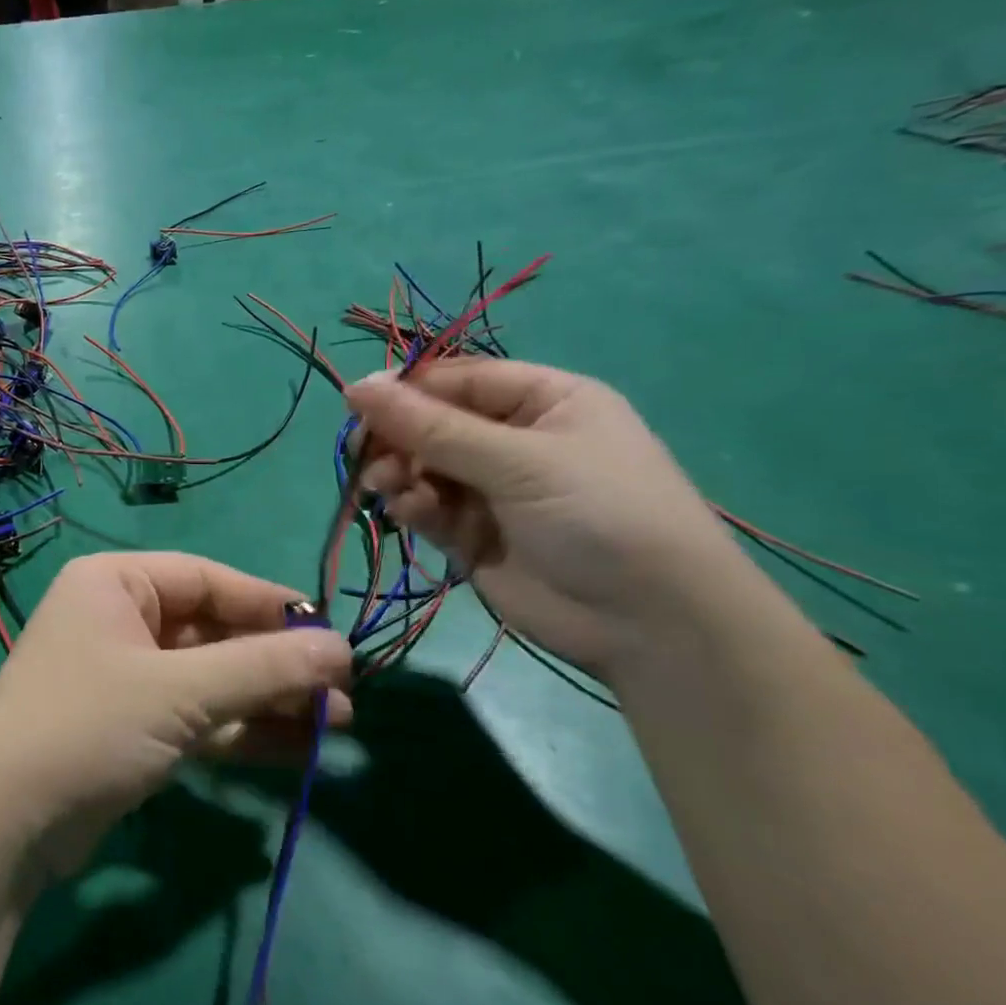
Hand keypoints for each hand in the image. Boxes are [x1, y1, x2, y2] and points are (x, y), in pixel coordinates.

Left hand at [0, 553, 352, 880]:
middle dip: (276, 662)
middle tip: (344, 692)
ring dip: (269, 699)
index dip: (271, 605)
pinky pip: (197, 715)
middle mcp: (118, 618)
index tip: (332, 635)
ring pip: (210, 677)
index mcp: (115, 582)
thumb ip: (263, 668)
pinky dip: (242, 729)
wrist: (4, 824)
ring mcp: (124, 674)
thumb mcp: (180, 692)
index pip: (208, 579)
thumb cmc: (88, 726)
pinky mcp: (130, 725)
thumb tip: (342, 648)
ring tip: (338, 723)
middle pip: (213, 630)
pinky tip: (298, 748)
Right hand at [345, 361, 752, 678]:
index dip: (406, 389)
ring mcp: (492, 489)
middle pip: (432, 423)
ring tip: (388, 487)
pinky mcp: (472, 533)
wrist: (650, 625)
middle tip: (365, 455)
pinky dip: (412, 506)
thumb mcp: (517, 461)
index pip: (457, 379)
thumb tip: (355, 386)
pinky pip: (426, 506)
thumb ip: (430, 426)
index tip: (356, 405)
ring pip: (421, 466)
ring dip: (399, 473)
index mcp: (542, 401)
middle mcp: (514, 439)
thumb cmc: (599, 515)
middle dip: (398, 438)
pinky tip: (413, 514)